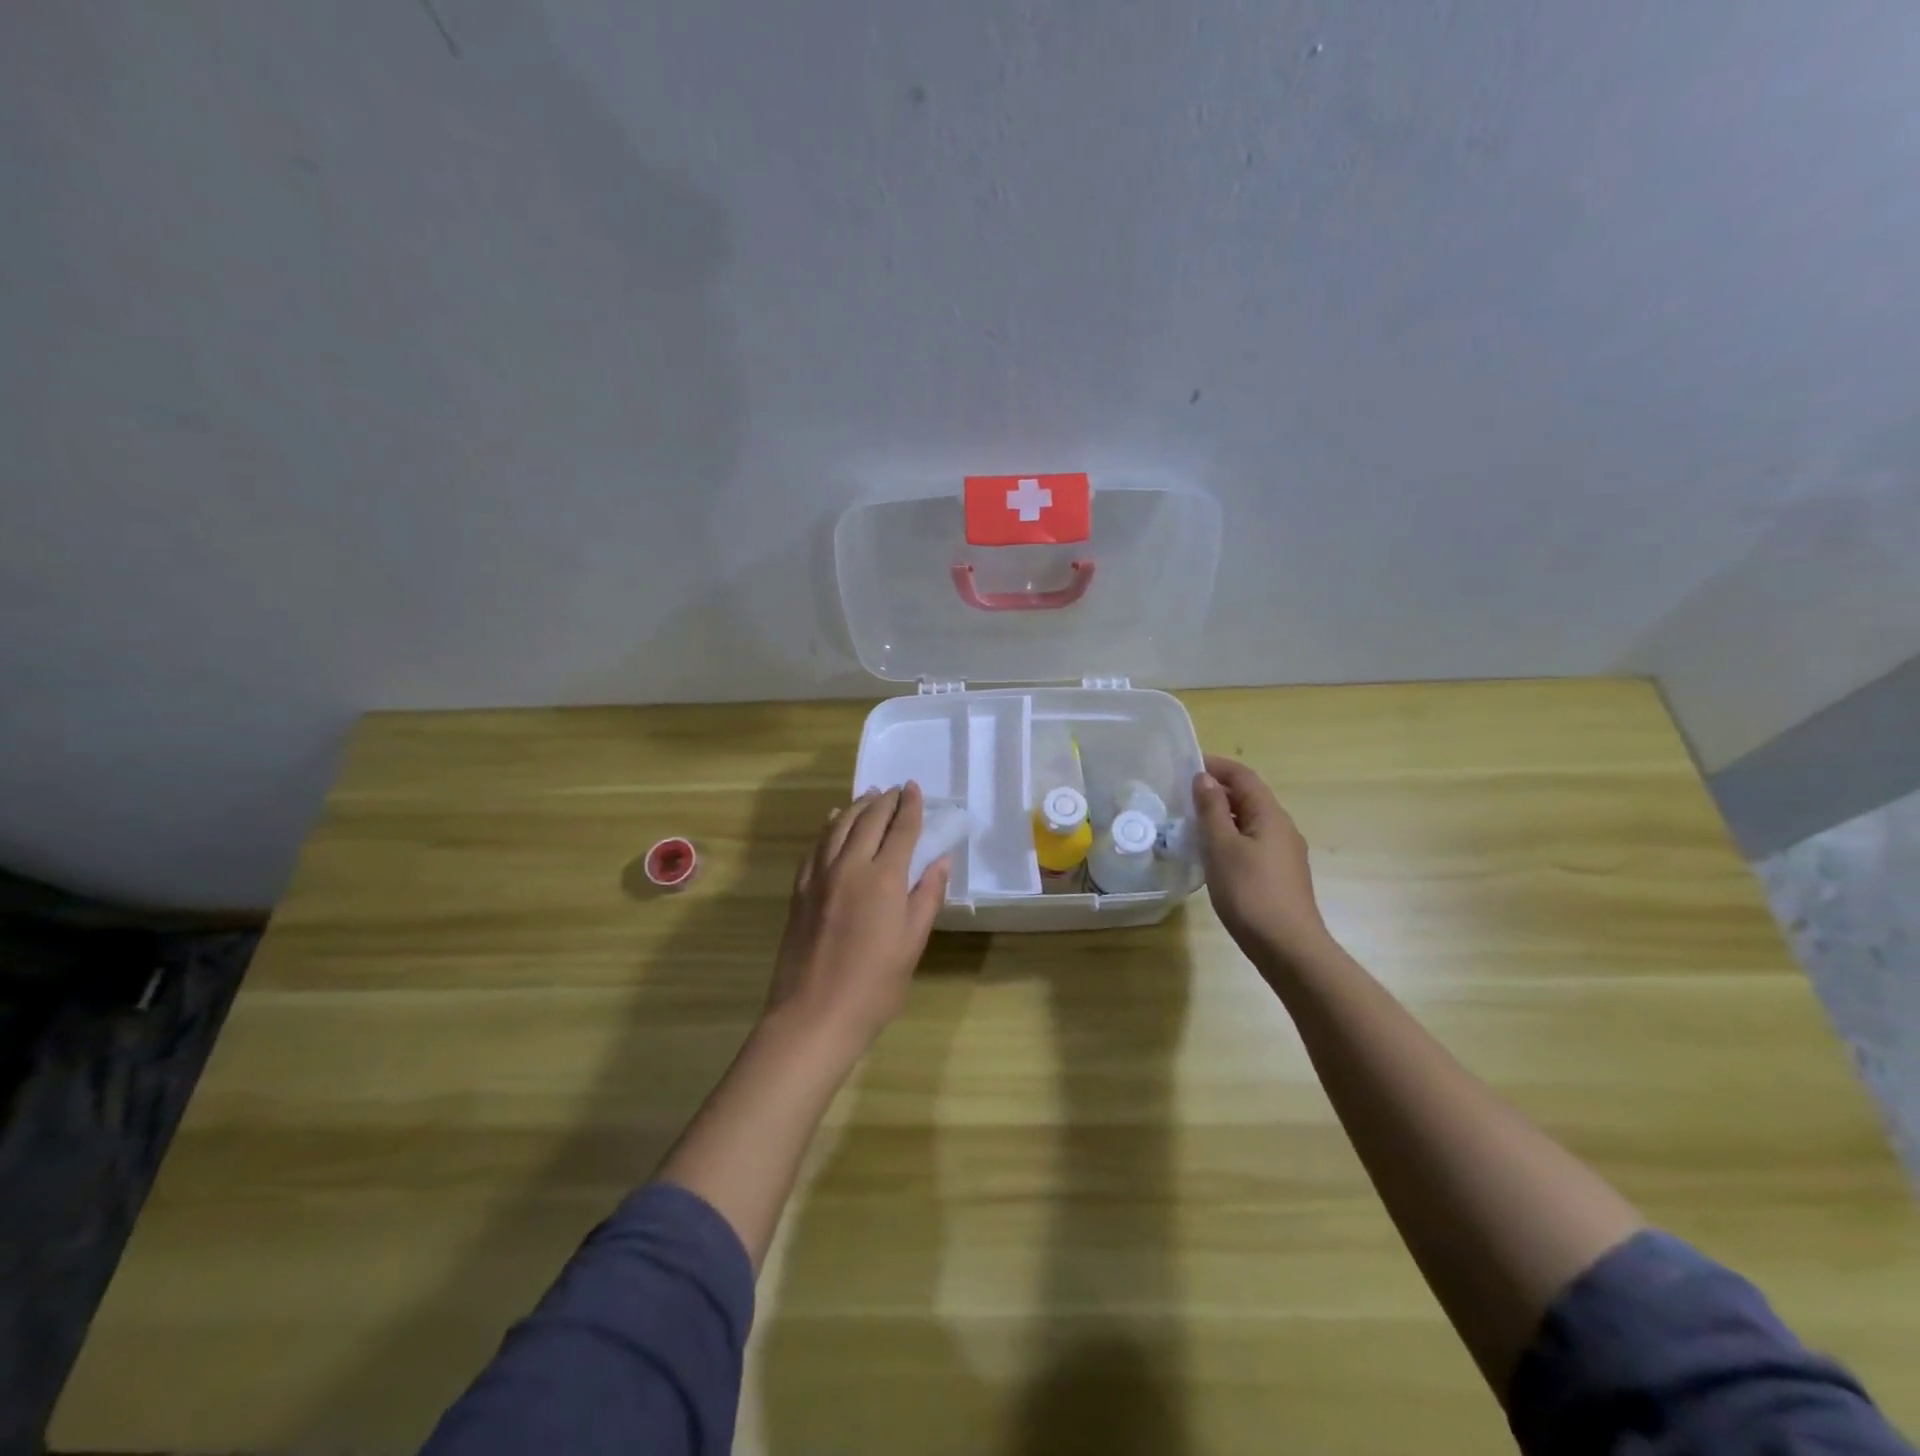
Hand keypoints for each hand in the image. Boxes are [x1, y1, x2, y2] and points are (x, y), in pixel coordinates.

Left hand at [765, 782, 949, 1050]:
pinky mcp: (800, 889)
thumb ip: (927, 897)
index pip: (901, 829)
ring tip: (869, 796)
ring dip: (857, 806)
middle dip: (885, 801)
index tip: (915, 788)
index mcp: (884, 878)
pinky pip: (816, 845)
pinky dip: (829, 826)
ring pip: (838, 826)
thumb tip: (940, 860)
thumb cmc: (874, 985)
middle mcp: (850, 866)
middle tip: (896, 789)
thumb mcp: (912, 943)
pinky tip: (833, 821)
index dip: (910, 807)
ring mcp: (820, 875)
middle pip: (868, 820)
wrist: (813, 1014)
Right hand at [1193, 755, 1333, 972]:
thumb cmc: (1251, 893)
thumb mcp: (1222, 847)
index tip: (1185, 765)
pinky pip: (1251, 842)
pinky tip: (1210, 854)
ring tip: (1189, 823)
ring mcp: (1283, 853)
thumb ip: (1212, 810)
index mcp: (1270, 815)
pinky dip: (1229, 837)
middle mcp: (1282, 828)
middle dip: (1216, 791)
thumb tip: (1205, 779)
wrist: (1288, 948)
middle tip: (1181, 795)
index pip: (1243, 777)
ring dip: (1221, 815)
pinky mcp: (1278, 875)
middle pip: (1248, 797)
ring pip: (1249, 822)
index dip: (1216, 766)